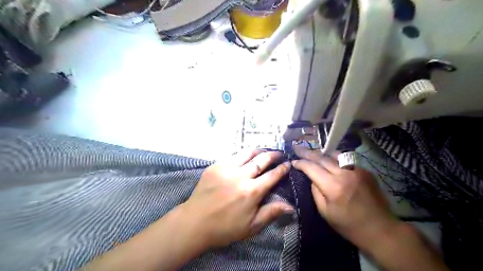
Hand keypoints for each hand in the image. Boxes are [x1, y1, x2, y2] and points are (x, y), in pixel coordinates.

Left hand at [183, 151, 291, 247]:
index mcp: (252, 191)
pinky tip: (245, 157)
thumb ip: (271, 213)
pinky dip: (243, 155)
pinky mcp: (216, 166)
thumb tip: (291, 206)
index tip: (288, 164)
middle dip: (273, 155)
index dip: (282, 168)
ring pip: (247, 153)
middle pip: (261, 160)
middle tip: (279, 153)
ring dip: (259, 151)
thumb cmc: (225, 228)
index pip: (272, 175)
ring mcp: (227, 168)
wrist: (195, 222)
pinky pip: (233, 156)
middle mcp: (241, 176)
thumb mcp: (251, 226)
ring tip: (265, 151)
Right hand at [291, 146, 399, 246]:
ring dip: (321, 153)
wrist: (380, 229)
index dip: (300, 163)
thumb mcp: (325, 212)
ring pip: (335, 155)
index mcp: (333, 186)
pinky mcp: (365, 171)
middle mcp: (344, 173)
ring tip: (312, 152)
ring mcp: (357, 170)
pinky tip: (330, 161)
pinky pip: (346, 160)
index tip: (293, 161)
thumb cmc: (349, 225)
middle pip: (322, 158)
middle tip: (297, 148)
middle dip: (307, 153)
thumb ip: (315, 192)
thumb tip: (312, 178)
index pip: (312, 168)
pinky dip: (335, 159)